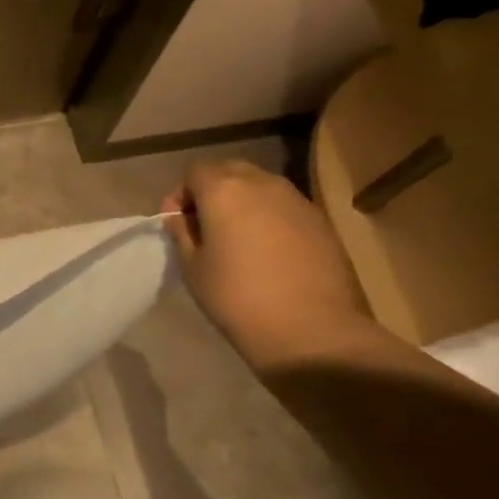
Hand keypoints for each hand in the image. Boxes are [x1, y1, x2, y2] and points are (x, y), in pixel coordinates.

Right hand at [162, 160, 372, 374]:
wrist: (309, 328)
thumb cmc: (235, 296)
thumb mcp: (192, 266)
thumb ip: (183, 233)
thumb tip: (181, 217)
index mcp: (224, 190)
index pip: (194, 171)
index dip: (180, 194)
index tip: (177, 223)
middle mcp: (263, 184)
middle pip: (229, 170)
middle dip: (211, 191)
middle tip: (204, 227)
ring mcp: (297, 200)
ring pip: (260, 186)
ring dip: (242, 202)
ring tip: (236, 239)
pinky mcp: (321, 221)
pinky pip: (284, 206)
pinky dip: (268, 217)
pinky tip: (266, 251)